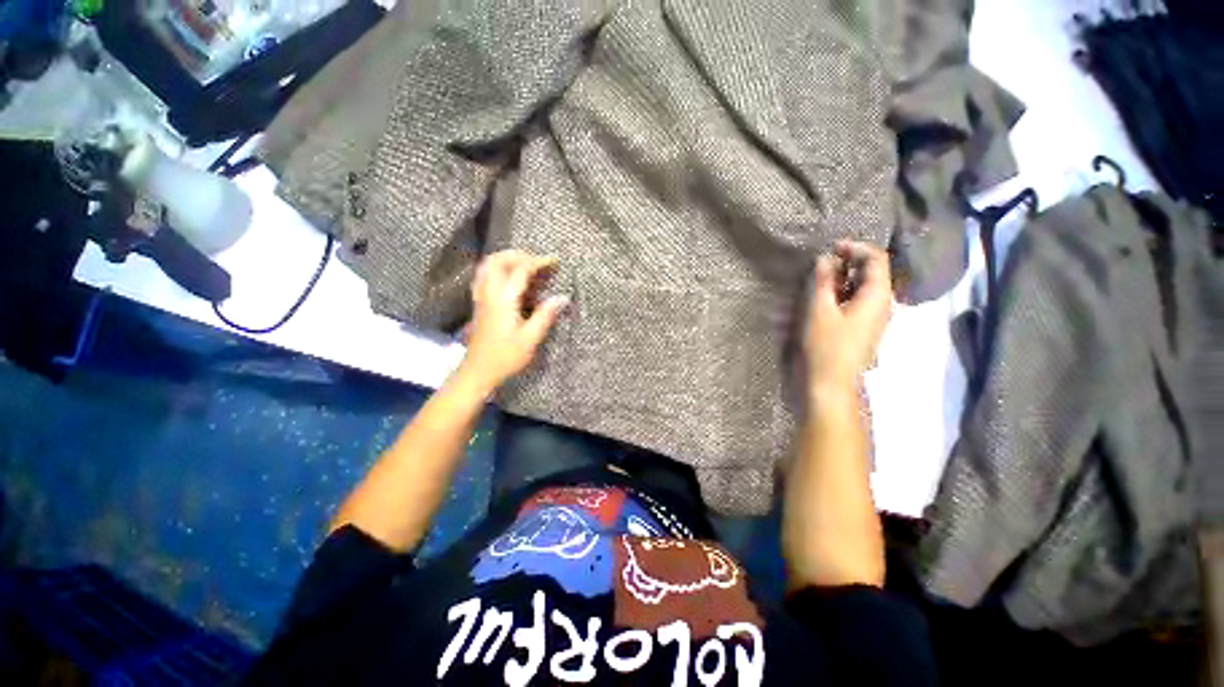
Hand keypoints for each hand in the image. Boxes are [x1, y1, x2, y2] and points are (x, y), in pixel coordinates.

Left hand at [458, 250, 568, 393]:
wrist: (477, 371)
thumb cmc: (505, 357)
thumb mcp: (530, 339)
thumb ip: (545, 316)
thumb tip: (562, 297)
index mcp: (503, 300)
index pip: (521, 270)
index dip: (539, 262)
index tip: (555, 261)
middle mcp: (489, 293)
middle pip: (498, 260)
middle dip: (520, 255)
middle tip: (539, 261)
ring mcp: (480, 297)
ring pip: (487, 266)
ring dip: (506, 259)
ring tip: (525, 264)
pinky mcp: (478, 303)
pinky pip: (484, 275)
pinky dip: (496, 268)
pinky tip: (507, 278)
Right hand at [804, 241, 892, 392]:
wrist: (831, 382)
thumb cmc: (826, 345)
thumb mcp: (819, 309)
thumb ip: (824, 281)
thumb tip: (825, 258)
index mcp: (877, 296)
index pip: (876, 259)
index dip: (856, 248)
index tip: (832, 248)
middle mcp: (882, 304)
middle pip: (872, 273)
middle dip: (848, 264)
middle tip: (823, 264)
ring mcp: (874, 319)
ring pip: (863, 289)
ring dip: (842, 280)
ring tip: (818, 281)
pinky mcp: (864, 329)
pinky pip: (857, 303)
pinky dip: (841, 295)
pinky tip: (823, 300)